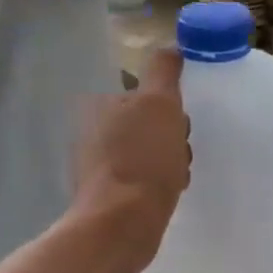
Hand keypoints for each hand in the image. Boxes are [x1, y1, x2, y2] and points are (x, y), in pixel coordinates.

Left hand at [72, 48, 191, 272]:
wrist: (121, 225)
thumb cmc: (143, 160)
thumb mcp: (159, 103)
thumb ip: (163, 71)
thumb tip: (170, 47)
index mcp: (98, 105)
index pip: (145, 94)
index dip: (169, 107)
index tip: (180, 124)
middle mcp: (92, 131)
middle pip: (148, 124)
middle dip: (170, 138)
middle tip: (179, 154)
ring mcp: (97, 166)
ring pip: (148, 153)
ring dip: (168, 163)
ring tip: (176, 179)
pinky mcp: (106, 196)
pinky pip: (142, 181)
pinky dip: (158, 186)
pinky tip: (167, 197)